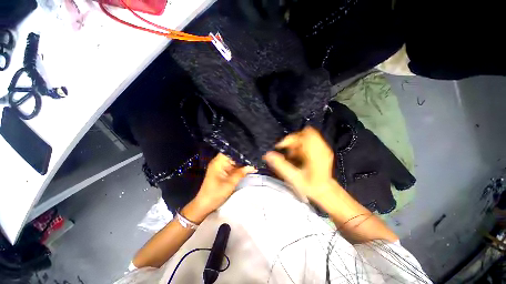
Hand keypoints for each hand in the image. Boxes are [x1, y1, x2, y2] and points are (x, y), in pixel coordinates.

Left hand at [190, 153, 256, 219]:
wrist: (205, 205)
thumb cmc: (216, 193)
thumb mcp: (230, 183)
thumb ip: (241, 173)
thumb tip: (253, 166)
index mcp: (218, 162)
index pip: (231, 151)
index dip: (240, 151)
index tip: (251, 152)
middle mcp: (219, 162)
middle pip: (233, 156)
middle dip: (243, 157)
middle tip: (254, 157)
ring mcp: (221, 167)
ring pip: (234, 161)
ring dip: (242, 163)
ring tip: (253, 162)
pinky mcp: (222, 172)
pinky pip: (232, 167)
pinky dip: (239, 168)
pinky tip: (247, 168)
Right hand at [263, 126, 336, 203]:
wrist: (323, 191)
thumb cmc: (310, 186)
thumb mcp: (293, 177)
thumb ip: (280, 165)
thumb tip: (268, 155)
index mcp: (315, 154)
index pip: (303, 135)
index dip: (290, 139)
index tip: (281, 146)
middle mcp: (321, 148)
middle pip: (304, 133)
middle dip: (292, 140)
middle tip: (287, 151)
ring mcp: (323, 148)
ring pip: (306, 136)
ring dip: (296, 143)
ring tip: (292, 155)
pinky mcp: (322, 149)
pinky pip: (309, 140)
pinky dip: (300, 146)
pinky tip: (298, 156)